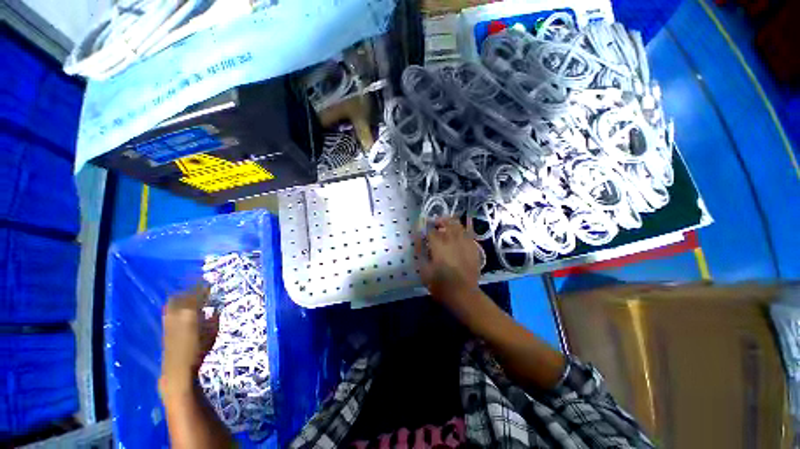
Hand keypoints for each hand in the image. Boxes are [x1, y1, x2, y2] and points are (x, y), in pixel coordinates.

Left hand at [159, 286, 217, 396]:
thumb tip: (215, 308)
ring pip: (174, 300)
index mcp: (190, 312)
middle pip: (183, 294)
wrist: (176, 367)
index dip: (204, 288)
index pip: (198, 294)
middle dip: (192, 290)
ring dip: (183, 296)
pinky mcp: (164, 324)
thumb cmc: (199, 349)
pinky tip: (183, 307)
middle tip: (202, 290)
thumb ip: (213, 317)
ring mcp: (168, 318)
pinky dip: (178, 304)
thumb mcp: (212, 332)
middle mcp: (177, 312)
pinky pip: (170, 307)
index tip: (211, 285)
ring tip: (192, 297)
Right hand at [415, 217, 481, 307]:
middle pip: (447, 222)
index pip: (430, 229)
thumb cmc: (440, 284)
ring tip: (446, 227)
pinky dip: (463, 230)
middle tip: (434, 224)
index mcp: (439, 245)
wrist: (464, 295)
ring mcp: (465, 243)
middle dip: (439, 220)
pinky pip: (469, 233)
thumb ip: (420, 252)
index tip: (421, 227)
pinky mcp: (474, 248)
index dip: (425, 226)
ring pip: (459, 225)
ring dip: (451, 223)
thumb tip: (418, 239)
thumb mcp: (424, 270)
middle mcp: (452, 240)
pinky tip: (459, 234)